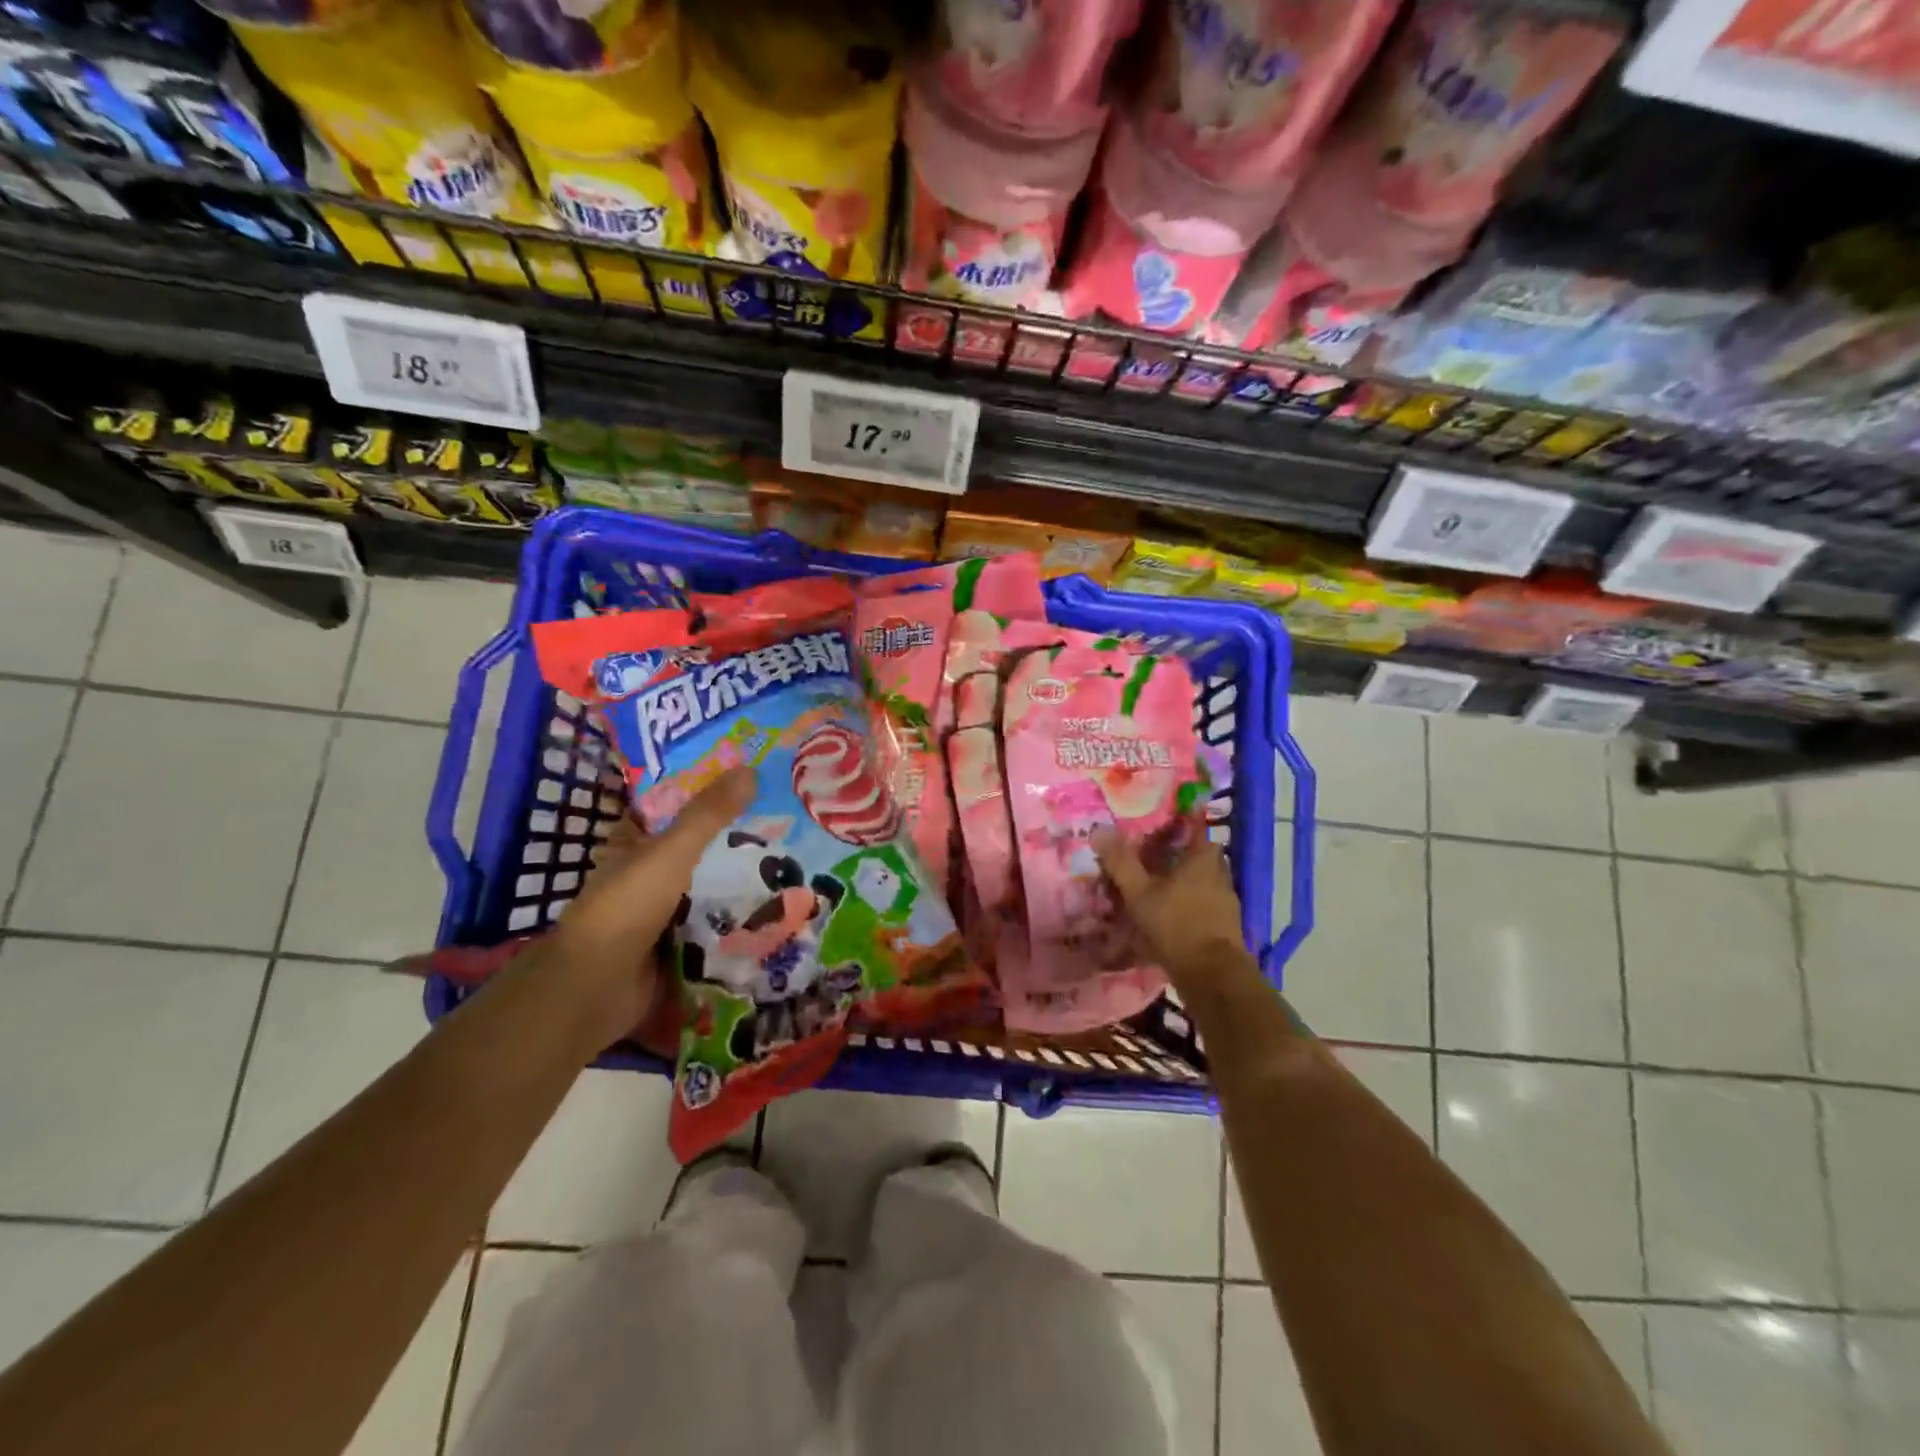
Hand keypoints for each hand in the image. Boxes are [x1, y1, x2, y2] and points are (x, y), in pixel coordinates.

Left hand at [529, 767, 756, 1048]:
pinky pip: (714, 925)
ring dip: (739, 882)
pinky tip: (777, 908)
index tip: (745, 782)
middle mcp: (644, 875)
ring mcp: (660, 913)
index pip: (667, 809)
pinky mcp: (677, 945)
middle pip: (695, 850)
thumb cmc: (626, 908)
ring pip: (707, 888)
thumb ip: (708, 815)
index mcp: (631, 845)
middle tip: (783, 822)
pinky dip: (737, 919)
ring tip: (792, 861)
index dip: (700, 794)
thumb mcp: (670, 853)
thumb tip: (751, 769)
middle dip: (732, 841)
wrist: (598, 987)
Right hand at [1092, 827, 1257, 995]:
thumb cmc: (1176, 924)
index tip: (1151, 826)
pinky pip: (1198, 904)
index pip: (1192, 827)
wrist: (1213, 977)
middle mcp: (1218, 873)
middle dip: (1169, 855)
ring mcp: (1224, 900)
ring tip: (1147, 888)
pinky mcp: (1222, 925)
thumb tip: (1099, 829)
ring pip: (1195, 881)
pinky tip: (1162, 916)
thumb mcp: (1139, 892)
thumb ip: (1120, 862)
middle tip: (1142, 858)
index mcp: (1203, 857)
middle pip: (1191, 854)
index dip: (1172, 824)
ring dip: (1174, 882)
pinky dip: (1181, 905)